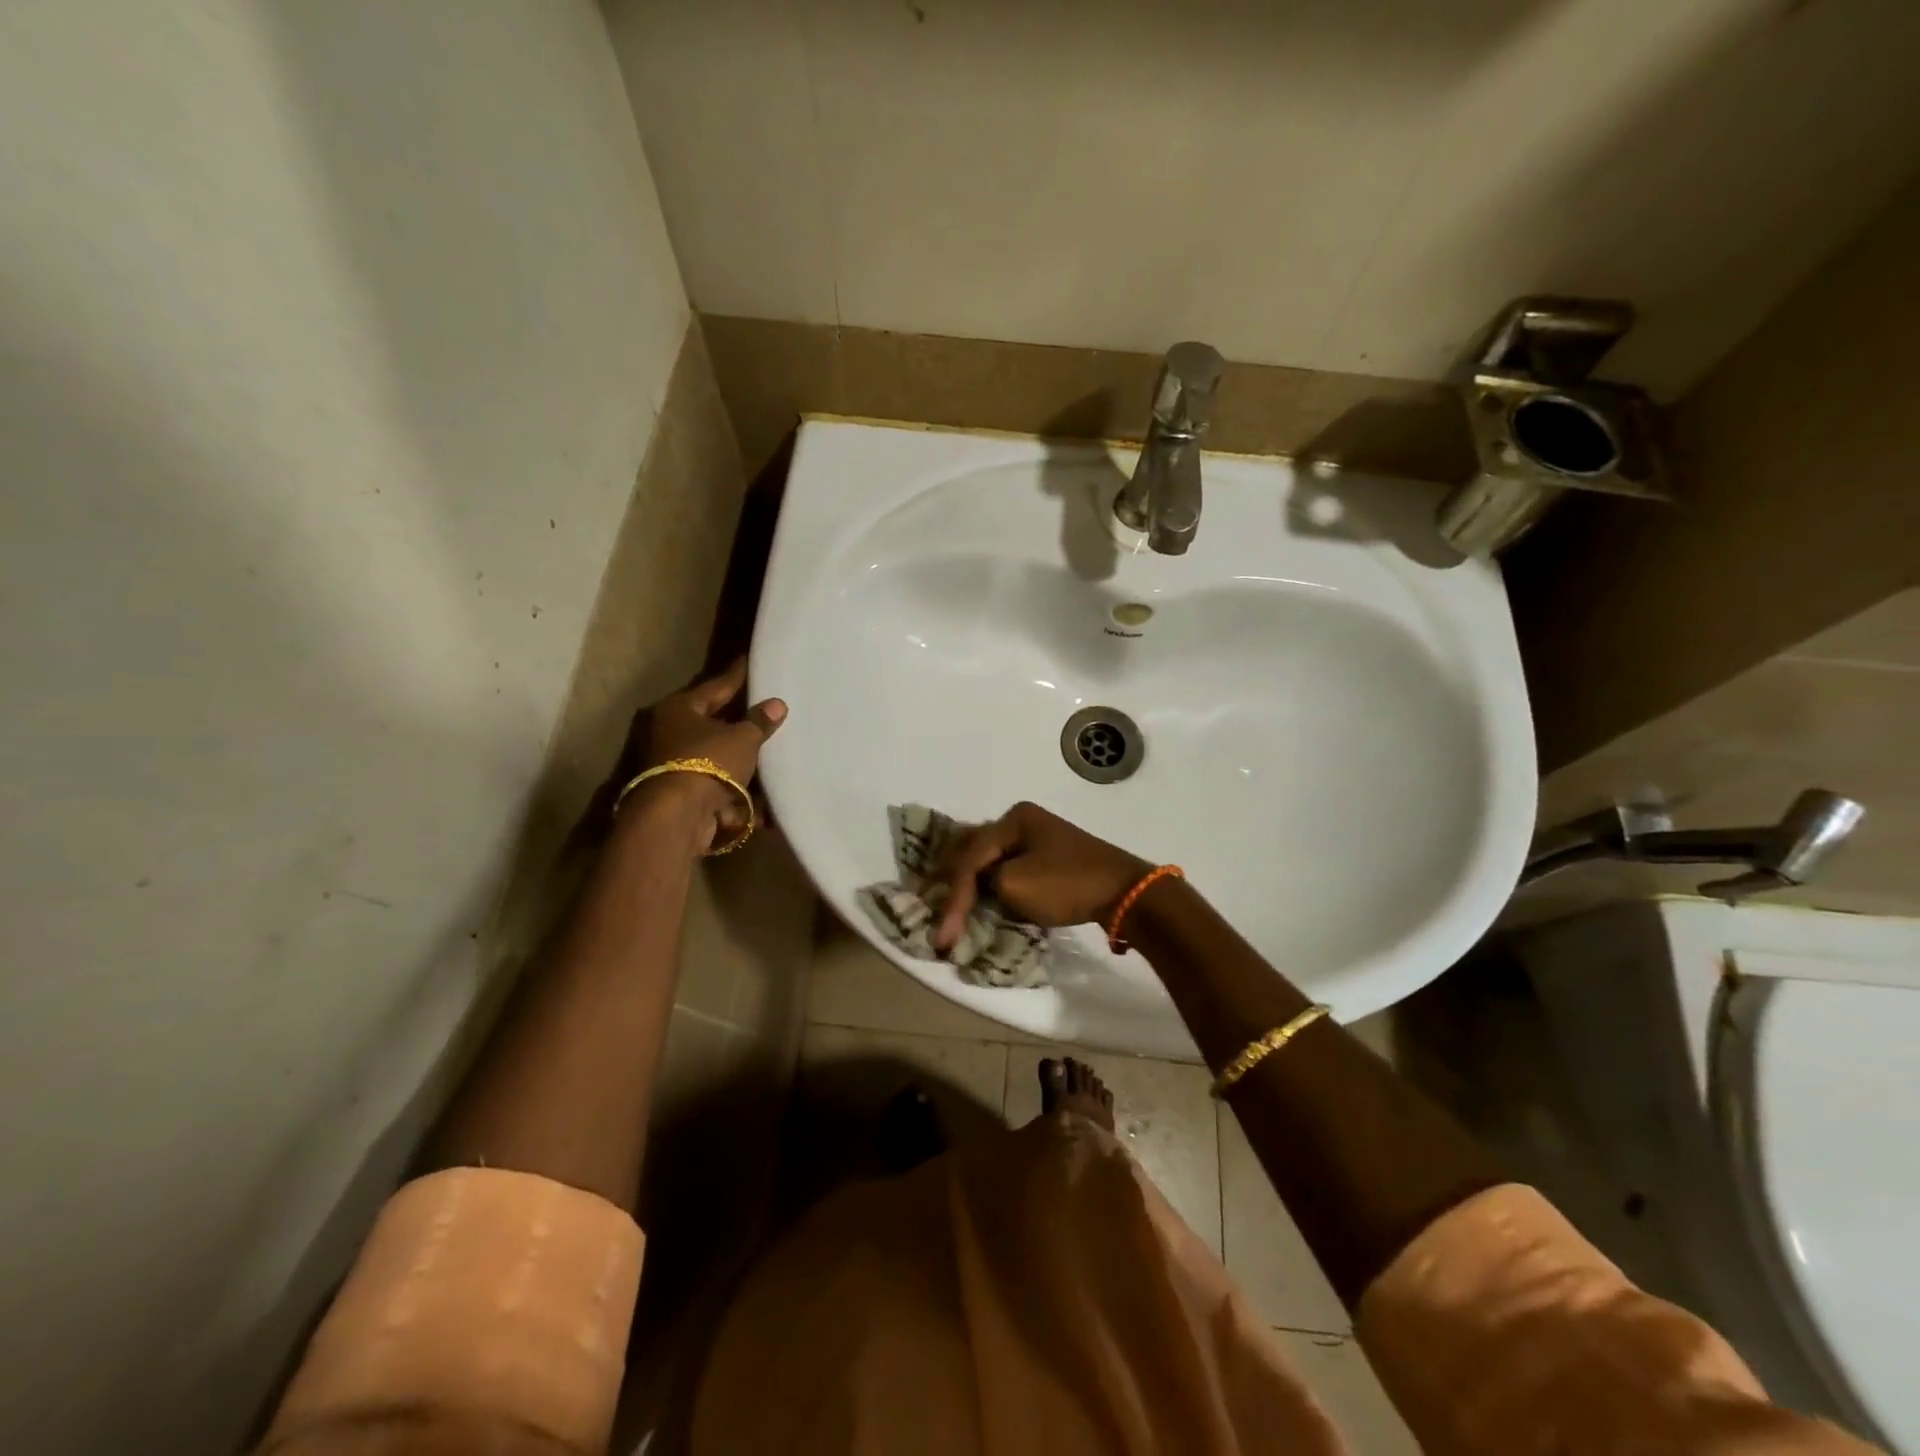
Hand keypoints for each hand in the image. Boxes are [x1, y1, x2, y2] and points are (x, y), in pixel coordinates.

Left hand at [627, 659, 785, 852]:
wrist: (676, 818)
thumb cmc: (707, 763)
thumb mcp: (742, 739)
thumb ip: (759, 722)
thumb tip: (776, 704)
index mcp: (679, 709)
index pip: (716, 686)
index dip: (738, 676)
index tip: (751, 661)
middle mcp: (669, 732)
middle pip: (712, 721)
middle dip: (738, 718)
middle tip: (764, 706)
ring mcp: (672, 765)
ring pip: (715, 755)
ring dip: (739, 757)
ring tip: (770, 750)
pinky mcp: (680, 794)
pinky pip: (716, 784)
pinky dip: (737, 788)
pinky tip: (763, 792)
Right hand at [927, 801, 1149, 953]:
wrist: (1125, 893)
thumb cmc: (1068, 884)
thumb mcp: (1015, 885)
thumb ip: (984, 885)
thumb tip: (980, 890)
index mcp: (1013, 819)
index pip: (970, 858)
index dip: (953, 897)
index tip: (943, 934)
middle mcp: (1021, 822)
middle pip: (973, 850)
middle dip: (950, 878)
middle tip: (924, 900)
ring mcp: (1037, 839)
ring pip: (989, 859)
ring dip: (967, 882)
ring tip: (943, 901)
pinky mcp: (1049, 859)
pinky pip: (1007, 868)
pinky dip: (989, 884)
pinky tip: (976, 897)